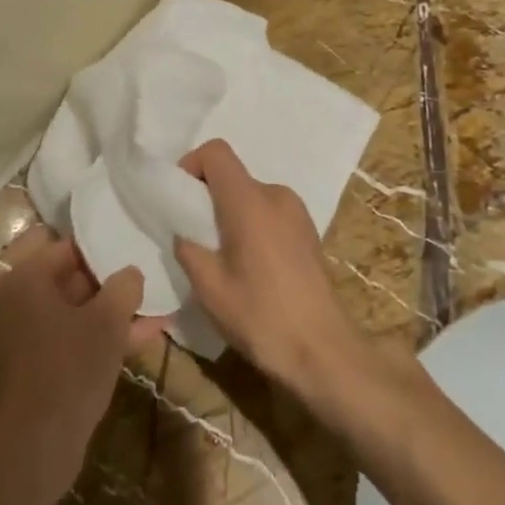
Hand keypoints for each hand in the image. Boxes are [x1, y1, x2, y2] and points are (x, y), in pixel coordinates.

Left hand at [0, 226, 166, 487]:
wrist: (39, 444)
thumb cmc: (70, 368)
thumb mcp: (107, 321)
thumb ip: (123, 286)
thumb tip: (131, 272)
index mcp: (22, 276)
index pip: (64, 244)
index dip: (99, 245)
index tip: (127, 245)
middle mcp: (15, 296)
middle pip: (66, 273)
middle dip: (106, 277)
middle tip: (140, 272)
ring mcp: (24, 329)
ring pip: (73, 305)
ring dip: (109, 306)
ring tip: (153, 300)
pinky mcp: (36, 358)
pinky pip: (71, 331)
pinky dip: (101, 331)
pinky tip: (147, 331)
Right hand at [172, 140, 359, 398]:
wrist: (324, 352)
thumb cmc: (261, 316)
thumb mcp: (209, 287)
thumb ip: (188, 249)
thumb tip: (184, 233)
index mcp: (249, 201)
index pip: (216, 152)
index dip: (192, 164)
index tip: (181, 197)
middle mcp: (276, 195)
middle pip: (233, 176)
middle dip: (209, 197)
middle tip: (196, 236)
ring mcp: (298, 212)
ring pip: (252, 196)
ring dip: (231, 214)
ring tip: (223, 257)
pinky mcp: (309, 232)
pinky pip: (270, 213)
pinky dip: (253, 226)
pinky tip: (251, 267)